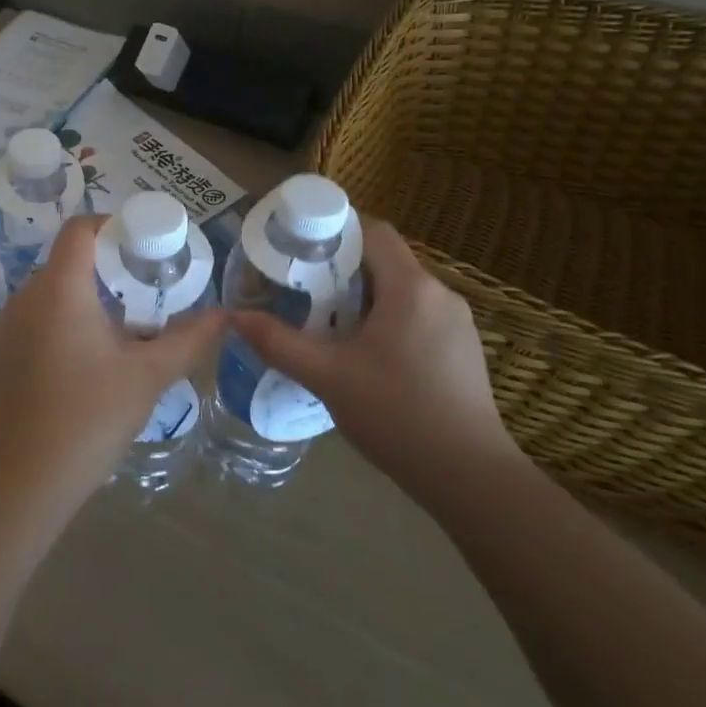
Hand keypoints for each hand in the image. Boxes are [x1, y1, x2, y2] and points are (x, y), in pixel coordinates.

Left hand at [0, 215, 226, 503]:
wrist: (29, 476)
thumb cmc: (93, 415)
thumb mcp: (149, 374)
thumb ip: (189, 339)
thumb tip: (224, 316)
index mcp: (60, 289)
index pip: (79, 229)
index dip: (111, 225)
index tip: (142, 244)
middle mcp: (27, 296)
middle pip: (67, 258)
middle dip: (107, 263)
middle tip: (144, 284)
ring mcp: (9, 326)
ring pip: (52, 289)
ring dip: (86, 293)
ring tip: (124, 319)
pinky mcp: (3, 353)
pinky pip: (37, 316)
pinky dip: (64, 318)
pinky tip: (89, 353)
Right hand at [230, 221, 516, 484]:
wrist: (470, 478)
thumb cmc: (397, 415)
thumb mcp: (327, 377)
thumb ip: (279, 343)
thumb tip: (235, 318)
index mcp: (411, 288)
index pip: (373, 230)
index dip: (335, 228)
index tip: (299, 245)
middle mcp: (440, 293)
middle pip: (385, 259)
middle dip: (341, 266)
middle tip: (301, 285)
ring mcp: (458, 322)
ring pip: (401, 288)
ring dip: (364, 294)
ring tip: (325, 318)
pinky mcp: (463, 349)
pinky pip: (418, 314)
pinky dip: (386, 317)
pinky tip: (364, 351)